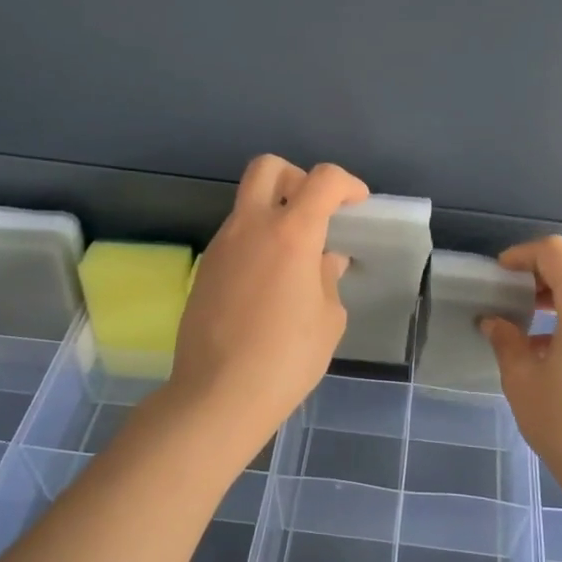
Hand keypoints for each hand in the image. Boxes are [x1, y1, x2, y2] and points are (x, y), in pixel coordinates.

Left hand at [169, 156, 368, 460]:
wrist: (218, 394)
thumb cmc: (286, 358)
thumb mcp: (328, 319)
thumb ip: (327, 279)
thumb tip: (323, 261)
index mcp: (291, 234)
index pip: (322, 180)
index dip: (347, 184)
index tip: (357, 205)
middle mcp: (251, 227)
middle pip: (268, 167)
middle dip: (296, 177)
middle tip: (314, 212)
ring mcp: (222, 245)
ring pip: (247, 203)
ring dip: (274, 213)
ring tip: (294, 258)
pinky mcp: (205, 268)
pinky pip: (235, 236)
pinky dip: (256, 242)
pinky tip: (268, 283)